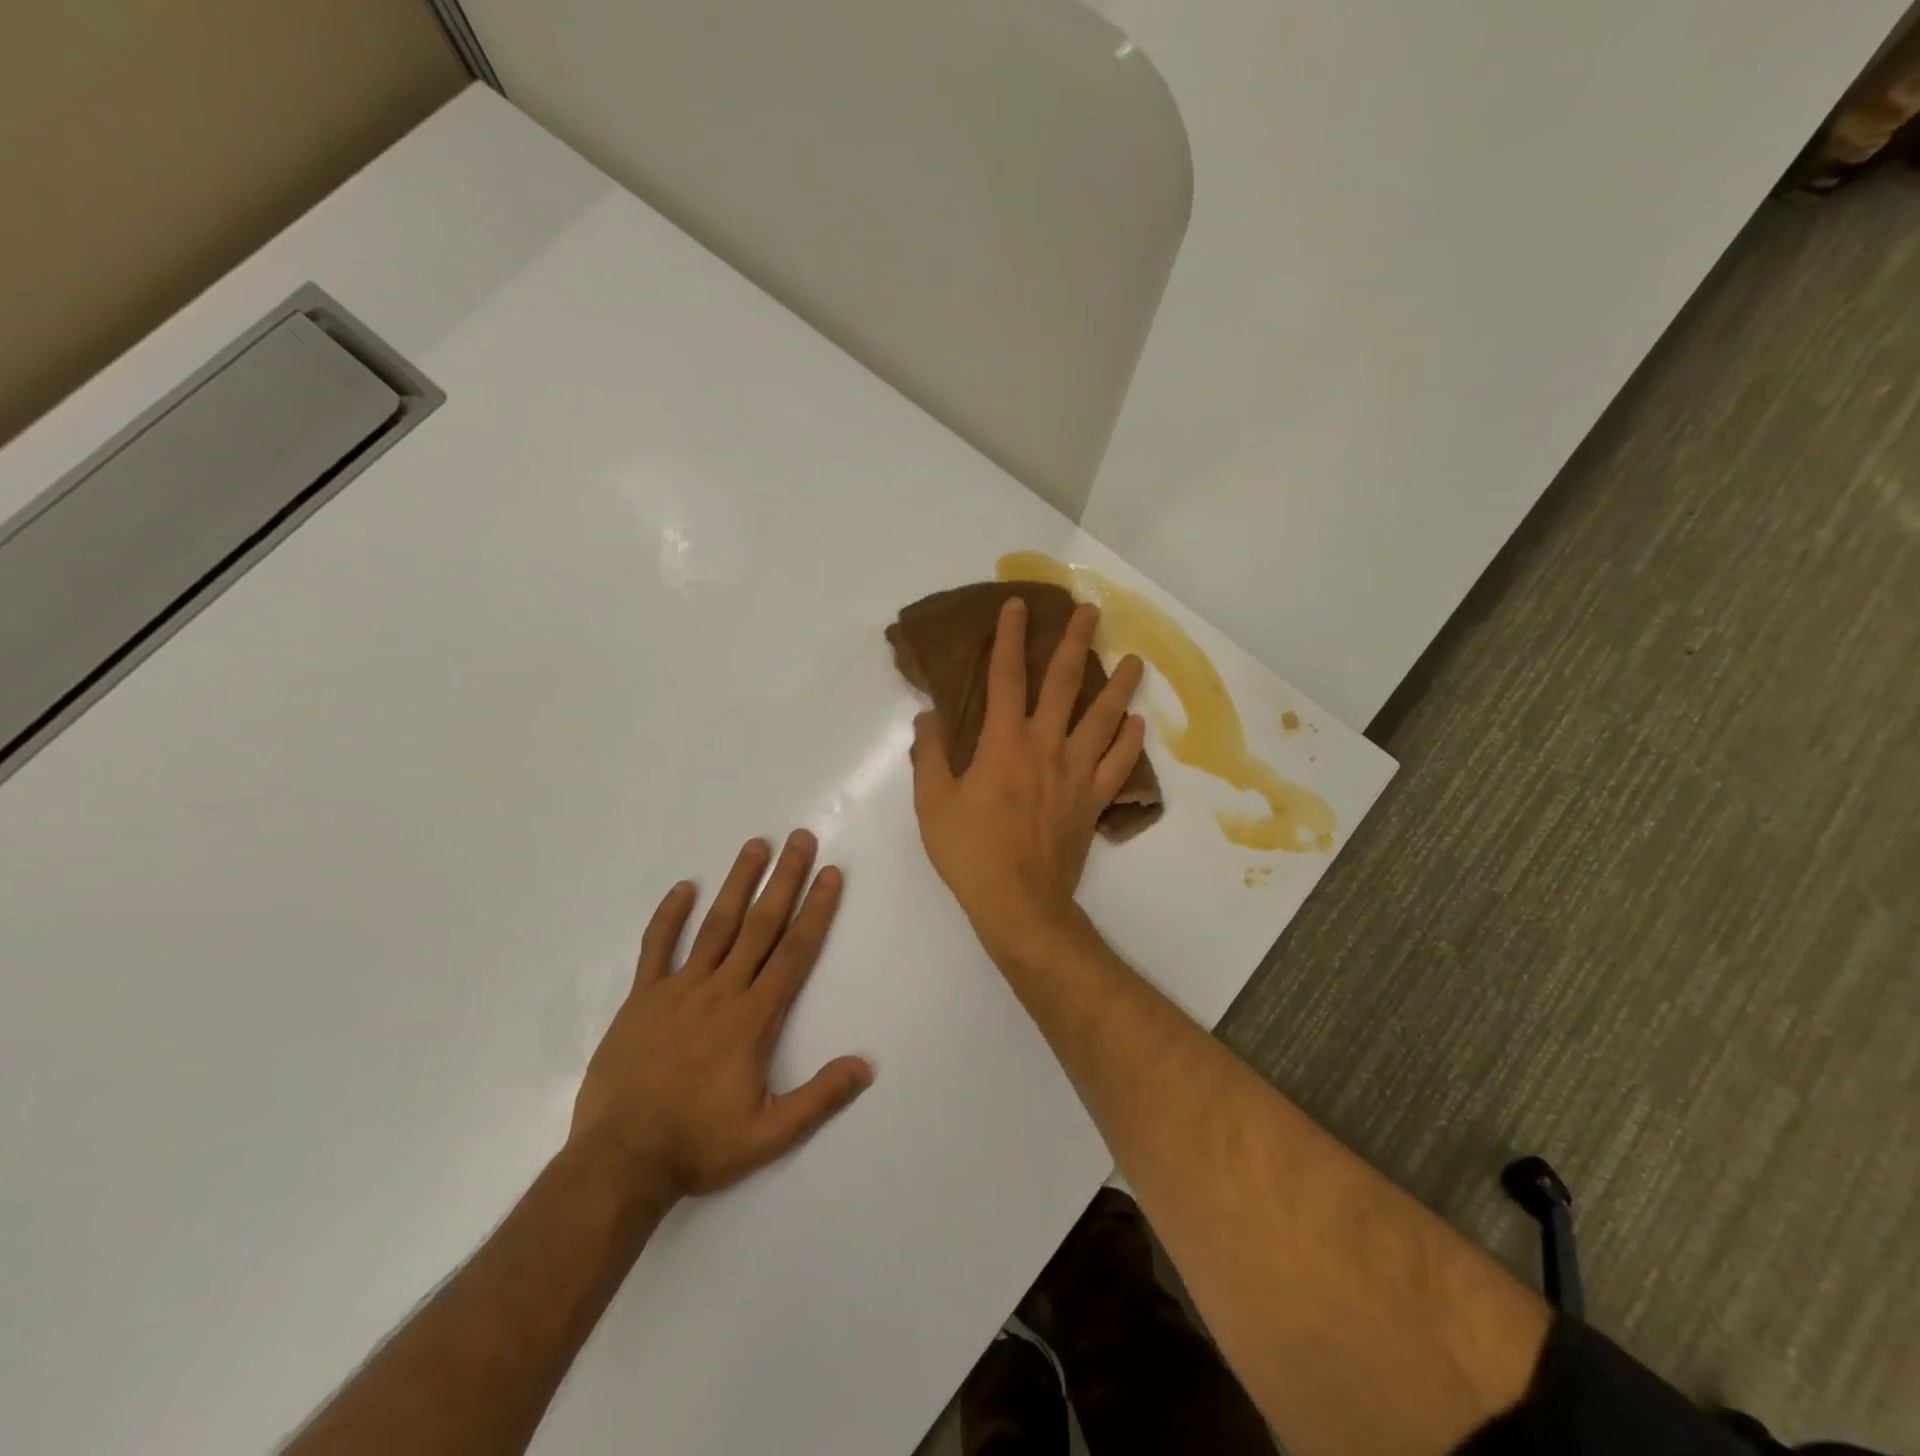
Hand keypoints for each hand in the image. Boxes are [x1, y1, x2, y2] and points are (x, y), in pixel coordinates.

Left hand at [568, 831, 872, 1200]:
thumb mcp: (769, 1134)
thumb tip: (866, 1065)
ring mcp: (678, 990)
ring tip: (756, 846)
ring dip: (738, 883)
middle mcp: (721, 991)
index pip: (794, 952)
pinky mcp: (642, 998)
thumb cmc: (698, 1145)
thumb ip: (819, 1097)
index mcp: (754, 1018)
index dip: (816, 910)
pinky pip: (657, 948)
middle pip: (761, 925)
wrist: (620, 1162)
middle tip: (800, 839)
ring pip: (716, 925)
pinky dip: (669, 916)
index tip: (830, 874)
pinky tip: (683, 887)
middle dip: (785, 879)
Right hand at [911, 598, 1145, 963]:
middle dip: (1075, 642)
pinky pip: (1118, 764)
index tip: (1017, 605)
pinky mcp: (1093, 800)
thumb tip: (929, 716)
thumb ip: (930, 754)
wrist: (1019, 902)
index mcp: (1004, 742)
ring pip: (1104, 718)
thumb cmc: (970, 851)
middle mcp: (1046, 745)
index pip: (1006, 676)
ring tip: (1135, 660)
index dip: (1010, 637)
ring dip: (1120, 686)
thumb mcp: (933, 802)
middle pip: (1065, 683)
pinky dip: (1130, 742)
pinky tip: (1137, 724)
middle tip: (1090, 612)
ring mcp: (1076, 772)